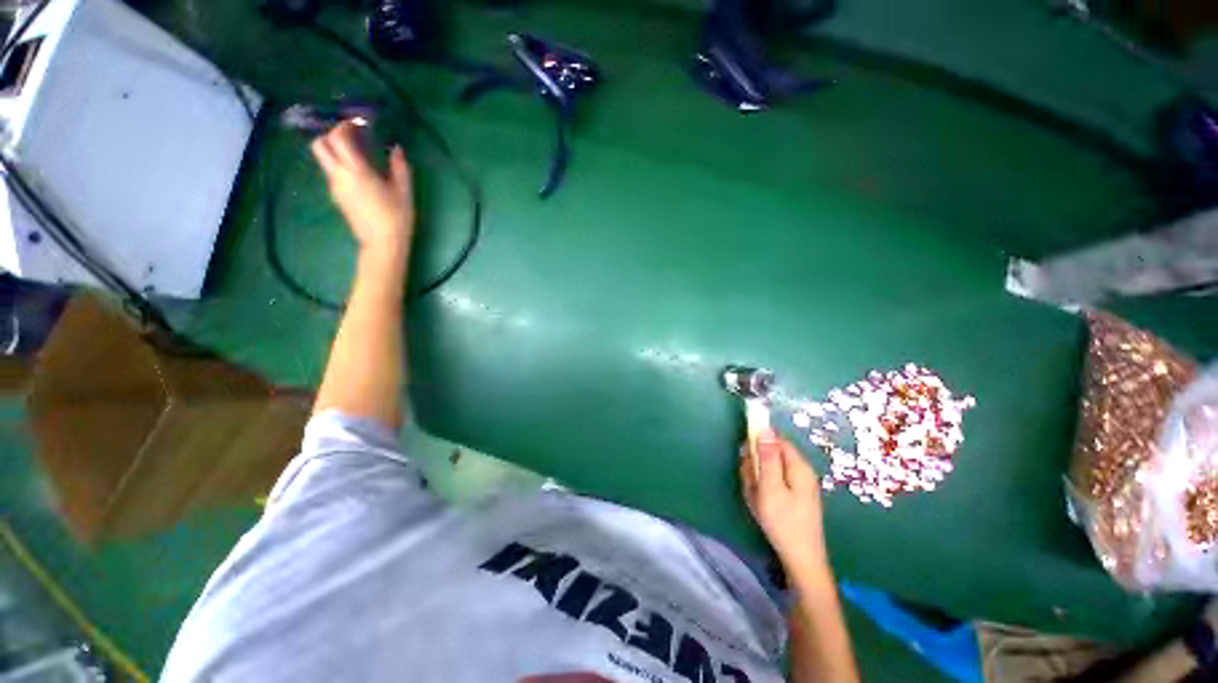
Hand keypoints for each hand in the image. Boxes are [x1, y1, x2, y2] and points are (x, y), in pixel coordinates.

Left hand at [311, 121, 414, 253]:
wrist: (382, 244)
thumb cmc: (396, 217)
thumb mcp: (404, 191)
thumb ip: (399, 167)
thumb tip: (397, 149)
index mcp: (356, 171)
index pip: (338, 138)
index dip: (345, 126)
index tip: (358, 124)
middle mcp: (339, 175)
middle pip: (320, 145)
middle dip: (332, 135)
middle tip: (351, 137)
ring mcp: (335, 187)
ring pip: (324, 159)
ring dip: (335, 151)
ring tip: (358, 155)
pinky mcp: (337, 196)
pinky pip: (332, 173)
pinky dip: (340, 165)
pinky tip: (359, 173)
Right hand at [740, 431, 828, 573]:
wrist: (800, 559)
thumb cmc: (784, 522)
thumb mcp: (770, 487)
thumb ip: (767, 457)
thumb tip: (765, 428)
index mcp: (798, 466)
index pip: (776, 439)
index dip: (759, 443)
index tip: (747, 457)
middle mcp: (800, 471)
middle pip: (771, 454)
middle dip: (756, 465)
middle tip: (752, 484)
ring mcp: (798, 484)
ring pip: (769, 469)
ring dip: (757, 480)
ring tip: (756, 499)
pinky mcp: (794, 496)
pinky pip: (772, 483)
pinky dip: (763, 490)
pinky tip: (761, 505)